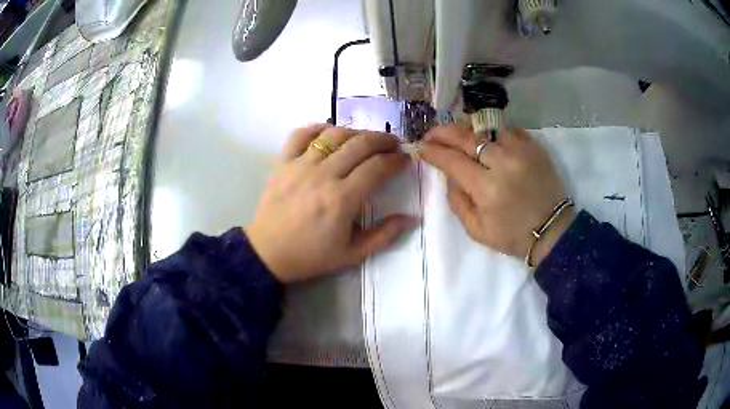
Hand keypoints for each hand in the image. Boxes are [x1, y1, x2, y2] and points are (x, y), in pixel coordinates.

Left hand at [246, 125, 417, 282]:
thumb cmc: (311, 256)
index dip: (396, 160)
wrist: (268, 253)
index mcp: (342, 199)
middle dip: (383, 140)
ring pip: (334, 134)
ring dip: (356, 132)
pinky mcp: (283, 162)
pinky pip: (301, 134)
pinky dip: (318, 128)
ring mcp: (300, 165)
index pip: (377, 167)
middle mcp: (323, 175)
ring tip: (366, 139)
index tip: (405, 160)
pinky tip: (329, 133)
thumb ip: (384, 236)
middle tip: (394, 144)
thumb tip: (411, 218)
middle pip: (360, 144)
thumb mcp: (352, 255)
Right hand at [418, 125, 574, 265]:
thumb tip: (449, 175)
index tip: (420, 147)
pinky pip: (508, 129)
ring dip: (467, 129)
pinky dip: (493, 132)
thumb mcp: (476, 231)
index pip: (451, 160)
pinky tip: (488, 139)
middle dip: (443, 133)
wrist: (552, 230)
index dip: (432, 152)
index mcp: (486, 188)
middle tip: (431, 134)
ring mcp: (521, 151)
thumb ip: (457, 202)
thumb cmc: (513, 235)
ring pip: (486, 128)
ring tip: (458, 134)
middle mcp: (503, 163)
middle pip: (466, 137)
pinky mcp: (534, 147)